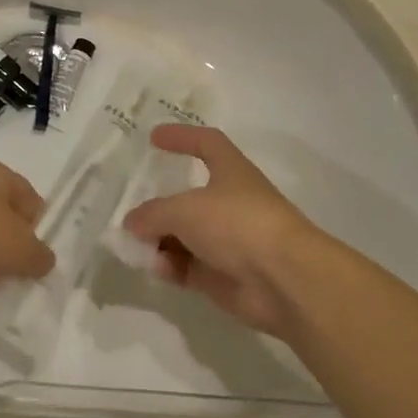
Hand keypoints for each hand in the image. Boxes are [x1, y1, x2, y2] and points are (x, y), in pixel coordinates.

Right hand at [121, 125, 324, 335]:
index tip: (154, 138)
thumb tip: (132, 223)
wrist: (285, 281)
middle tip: (132, 208)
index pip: (207, 142)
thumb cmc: (237, 224)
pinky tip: (155, 268)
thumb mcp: (184, 209)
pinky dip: (170, 266)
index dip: (182, 136)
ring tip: (134, 244)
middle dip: (160, 203)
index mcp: (231, 171)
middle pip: (188, 197)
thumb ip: (152, 213)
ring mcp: (228, 241)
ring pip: (185, 234)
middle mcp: (230, 202)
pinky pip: (188, 266)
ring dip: (159, 239)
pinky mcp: (224, 275)